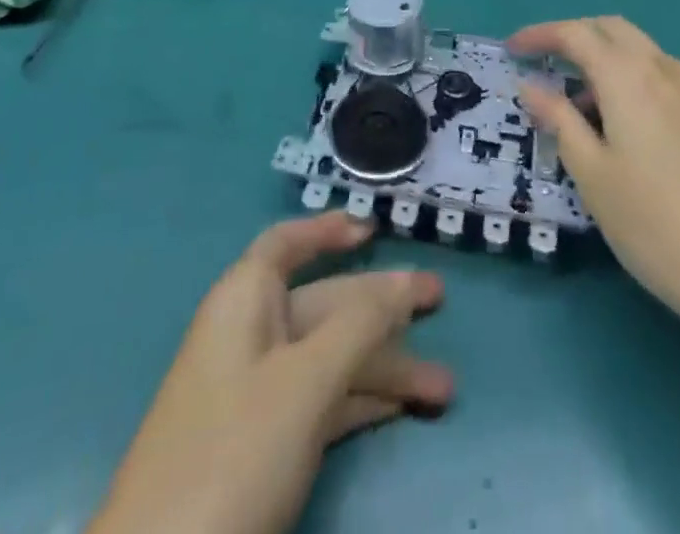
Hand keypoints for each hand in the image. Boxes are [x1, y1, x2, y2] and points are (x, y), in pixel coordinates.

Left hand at [88, 212, 450, 533]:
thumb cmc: (234, 451)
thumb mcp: (304, 382)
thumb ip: (358, 327)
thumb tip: (401, 285)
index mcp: (245, 300)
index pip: (286, 245)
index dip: (327, 230)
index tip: (373, 229)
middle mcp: (250, 335)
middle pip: (324, 302)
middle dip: (381, 304)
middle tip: (441, 299)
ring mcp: (254, 393)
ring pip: (329, 357)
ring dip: (383, 366)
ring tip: (445, 386)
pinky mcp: (262, 445)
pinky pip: (321, 402)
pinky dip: (360, 401)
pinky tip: (403, 410)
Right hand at [510, 16, 679, 348]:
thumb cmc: (659, 226)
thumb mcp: (594, 177)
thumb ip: (559, 122)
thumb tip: (531, 86)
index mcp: (629, 77)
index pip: (576, 34)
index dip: (540, 35)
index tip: (512, 50)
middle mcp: (666, 70)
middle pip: (613, 30)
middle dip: (575, 37)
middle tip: (545, 66)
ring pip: (644, 53)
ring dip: (608, 62)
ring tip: (586, 110)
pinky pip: (668, 79)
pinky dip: (637, 83)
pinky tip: (633, 130)